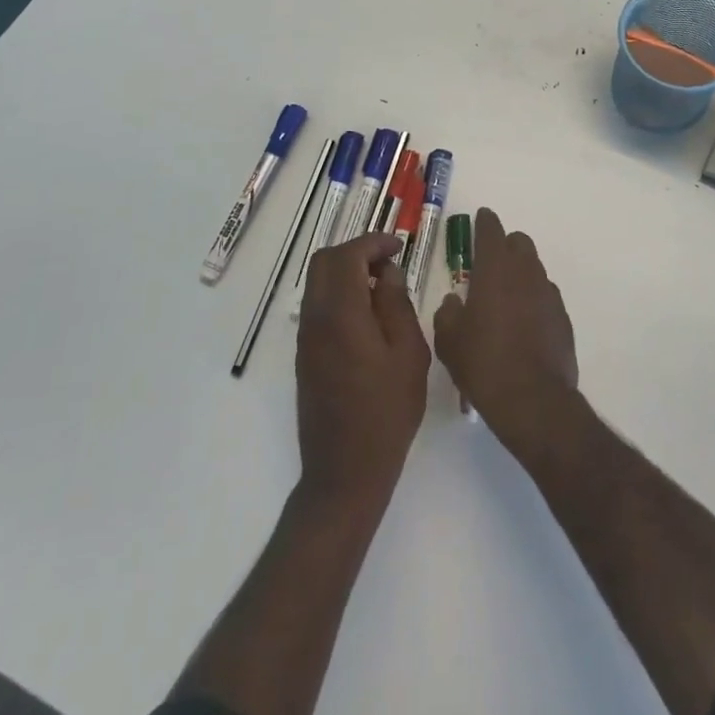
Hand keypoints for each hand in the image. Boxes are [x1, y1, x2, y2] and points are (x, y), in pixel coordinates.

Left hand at [296, 234, 430, 514]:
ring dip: (346, 272)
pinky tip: (368, 315)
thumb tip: (388, 273)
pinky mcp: (305, 357)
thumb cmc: (386, 413)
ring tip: (383, 287)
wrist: (345, 473)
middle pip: (324, 262)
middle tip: (389, 262)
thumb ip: (397, 305)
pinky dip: (340, 294)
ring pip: (318, 284)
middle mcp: (315, 320)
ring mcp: (306, 340)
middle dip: (356, 251)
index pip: (347, 256)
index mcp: (341, 315)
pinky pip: (318, 307)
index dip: (372, 242)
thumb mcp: (408, 354)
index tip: (398, 246)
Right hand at [432, 208, 578, 460]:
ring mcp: (548, 294)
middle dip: (506, 245)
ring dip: (520, 273)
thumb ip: (448, 312)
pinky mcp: (563, 318)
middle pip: (519, 243)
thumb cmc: (483, 363)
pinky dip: (534, 300)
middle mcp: (525, 273)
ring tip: (504, 298)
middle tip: (489, 265)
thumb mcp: (449, 340)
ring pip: (535, 268)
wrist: (532, 400)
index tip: (481, 217)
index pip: (492, 230)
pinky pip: (545, 296)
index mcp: (495, 270)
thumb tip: (455, 301)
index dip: (485, 222)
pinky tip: (523, 323)